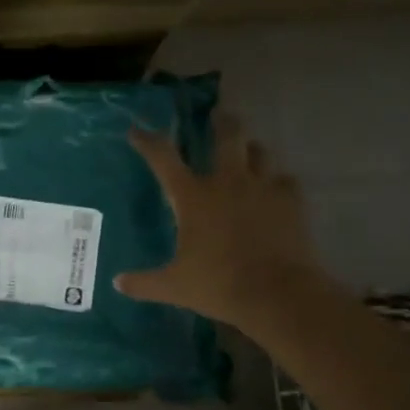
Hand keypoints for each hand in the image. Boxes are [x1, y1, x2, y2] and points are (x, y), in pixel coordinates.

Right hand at [115, 117, 326, 333]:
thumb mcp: (174, 286)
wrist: (277, 294)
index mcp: (193, 196)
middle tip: (219, 115)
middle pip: (227, 136)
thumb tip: (118, 283)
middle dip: (221, 122)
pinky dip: (279, 182)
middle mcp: (227, 182)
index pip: (163, 158)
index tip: (137, 131)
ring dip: (251, 148)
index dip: (147, 141)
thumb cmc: (218, 285)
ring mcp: (262, 188)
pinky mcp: (291, 201)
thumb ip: (144, 283)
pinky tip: (277, 190)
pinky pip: (286, 181)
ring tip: (249, 150)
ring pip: (260, 152)